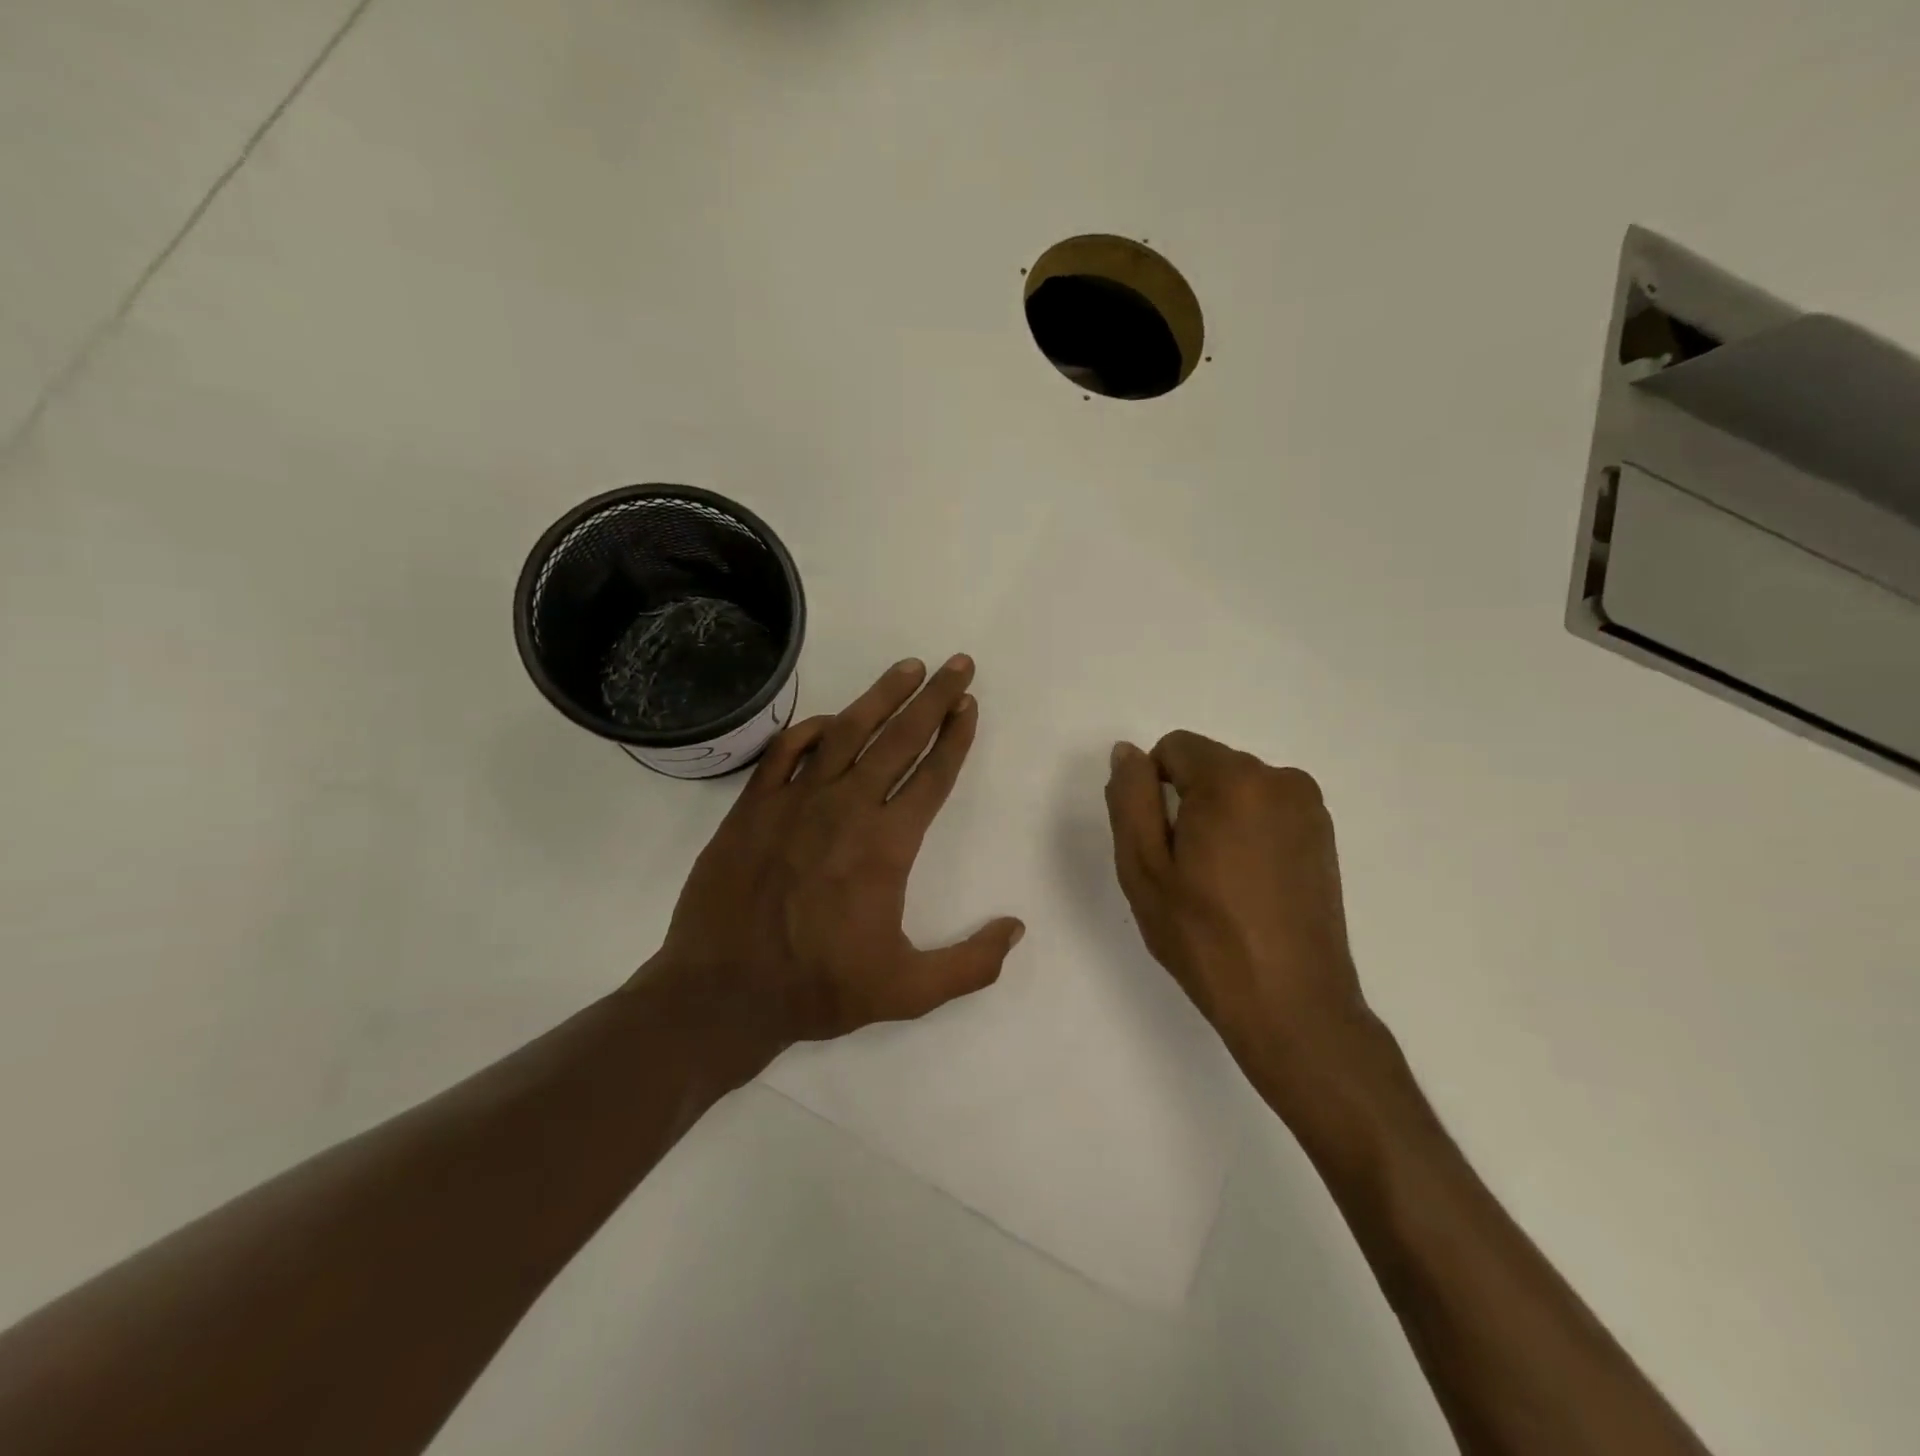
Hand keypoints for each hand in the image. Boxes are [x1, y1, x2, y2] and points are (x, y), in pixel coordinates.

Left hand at [648, 655, 1024, 1053]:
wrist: (723, 992)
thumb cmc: (819, 988)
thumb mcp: (909, 992)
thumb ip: (971, 963)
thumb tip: (1016, 928)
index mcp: (886, 845)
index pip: (933, 775)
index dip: (956, 737)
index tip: (970, 705)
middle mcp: (846, 808)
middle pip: (900, 738)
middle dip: (934, 697)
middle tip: (957, 663)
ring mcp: (795, 801)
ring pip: (847, 731)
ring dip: (882, 695)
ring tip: (908, 668)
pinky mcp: (754, 805)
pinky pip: (787, 749)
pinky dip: (812, 728)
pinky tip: (832, 721)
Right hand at [1104, 731, 1370, 1099]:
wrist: (1291, 1004)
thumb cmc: (1204, 937)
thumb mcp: (1143, 868)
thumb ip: (1129, 798)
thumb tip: (1128, 753)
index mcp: (1233, 780)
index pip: (1173, 748)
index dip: (1151, 791)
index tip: (1160, 845)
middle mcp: (1280, 779)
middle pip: (1207, 766)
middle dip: (1186, 803)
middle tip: (1184, 870)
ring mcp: (1309, 808)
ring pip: (1236, 789)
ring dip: (1217, 818)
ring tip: (1217, 883)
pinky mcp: (1324, 836)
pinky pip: (1266, 811)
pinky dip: (1247, 832)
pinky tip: (1247, 887)